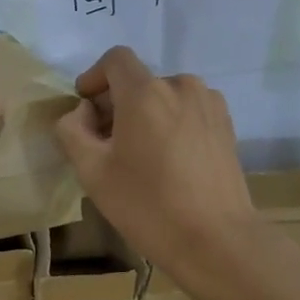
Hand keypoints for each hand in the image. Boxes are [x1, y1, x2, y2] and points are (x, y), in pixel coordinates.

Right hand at [54, 47, 257, 285]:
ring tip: (139, 155)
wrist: (216, 240)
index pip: (115, 60)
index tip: (84, 107)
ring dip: (146, 115)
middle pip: (139, 81)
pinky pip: (187, 112)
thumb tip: (82, 113)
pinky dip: (170, 124)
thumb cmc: (147, 205)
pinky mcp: (226, 125)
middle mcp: (181, 86)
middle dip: (117, 104)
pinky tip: (168, 162)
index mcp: (146, 92)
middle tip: (105, 144)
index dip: (94, 77)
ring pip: (165, 97)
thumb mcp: (92, 172)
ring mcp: (209, 104)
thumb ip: (72, 131)